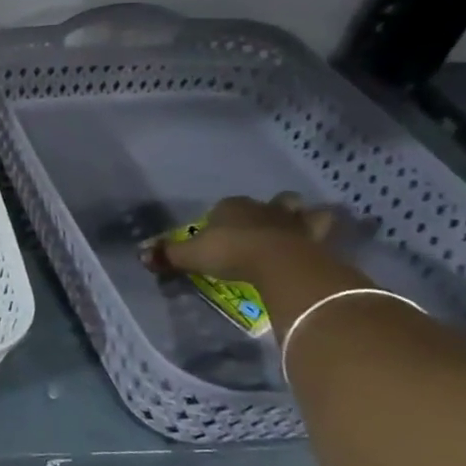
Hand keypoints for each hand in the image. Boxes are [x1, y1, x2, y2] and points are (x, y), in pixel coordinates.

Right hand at [148, 193, 335, 283]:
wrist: (280, 263)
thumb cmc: (231, 252)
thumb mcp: (192, 256)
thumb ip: (169, 255)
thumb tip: (142, 256)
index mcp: (232, 206)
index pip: (226, 205)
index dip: (224, 217)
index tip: (221, 232)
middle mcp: (265, 208)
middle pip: (273, 202)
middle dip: (272, 210)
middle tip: (266, 227)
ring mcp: (295, 222)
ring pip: (304, 212)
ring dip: (303, 219)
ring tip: (298, 232)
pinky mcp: (319, 240)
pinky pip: (324, 236)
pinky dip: (323, 240)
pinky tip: (319, 249)